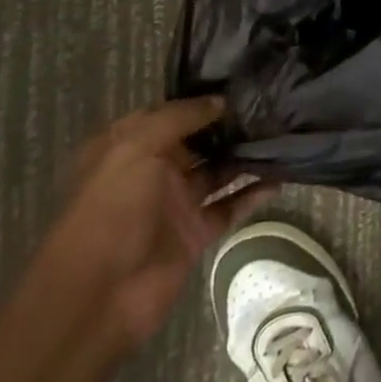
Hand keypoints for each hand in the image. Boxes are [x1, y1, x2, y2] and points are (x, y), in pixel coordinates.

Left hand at [43, 98, 273, 350]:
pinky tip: (281, 177)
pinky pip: (230, 206)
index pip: (171, 113)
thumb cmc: (112, 210)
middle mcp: (153, 171)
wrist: (98, 297)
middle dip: (231, 126)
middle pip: (199, 141)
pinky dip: (254, 194)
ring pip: (219, 171)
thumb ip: (180, 118)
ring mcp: (176, 203)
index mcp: (129, 147)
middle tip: (273, 106)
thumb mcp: (136, 148)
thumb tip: (221, 101)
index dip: (202, 99)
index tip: (243, 84)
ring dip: (246, 156)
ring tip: (283, 134)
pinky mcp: (196, 233)